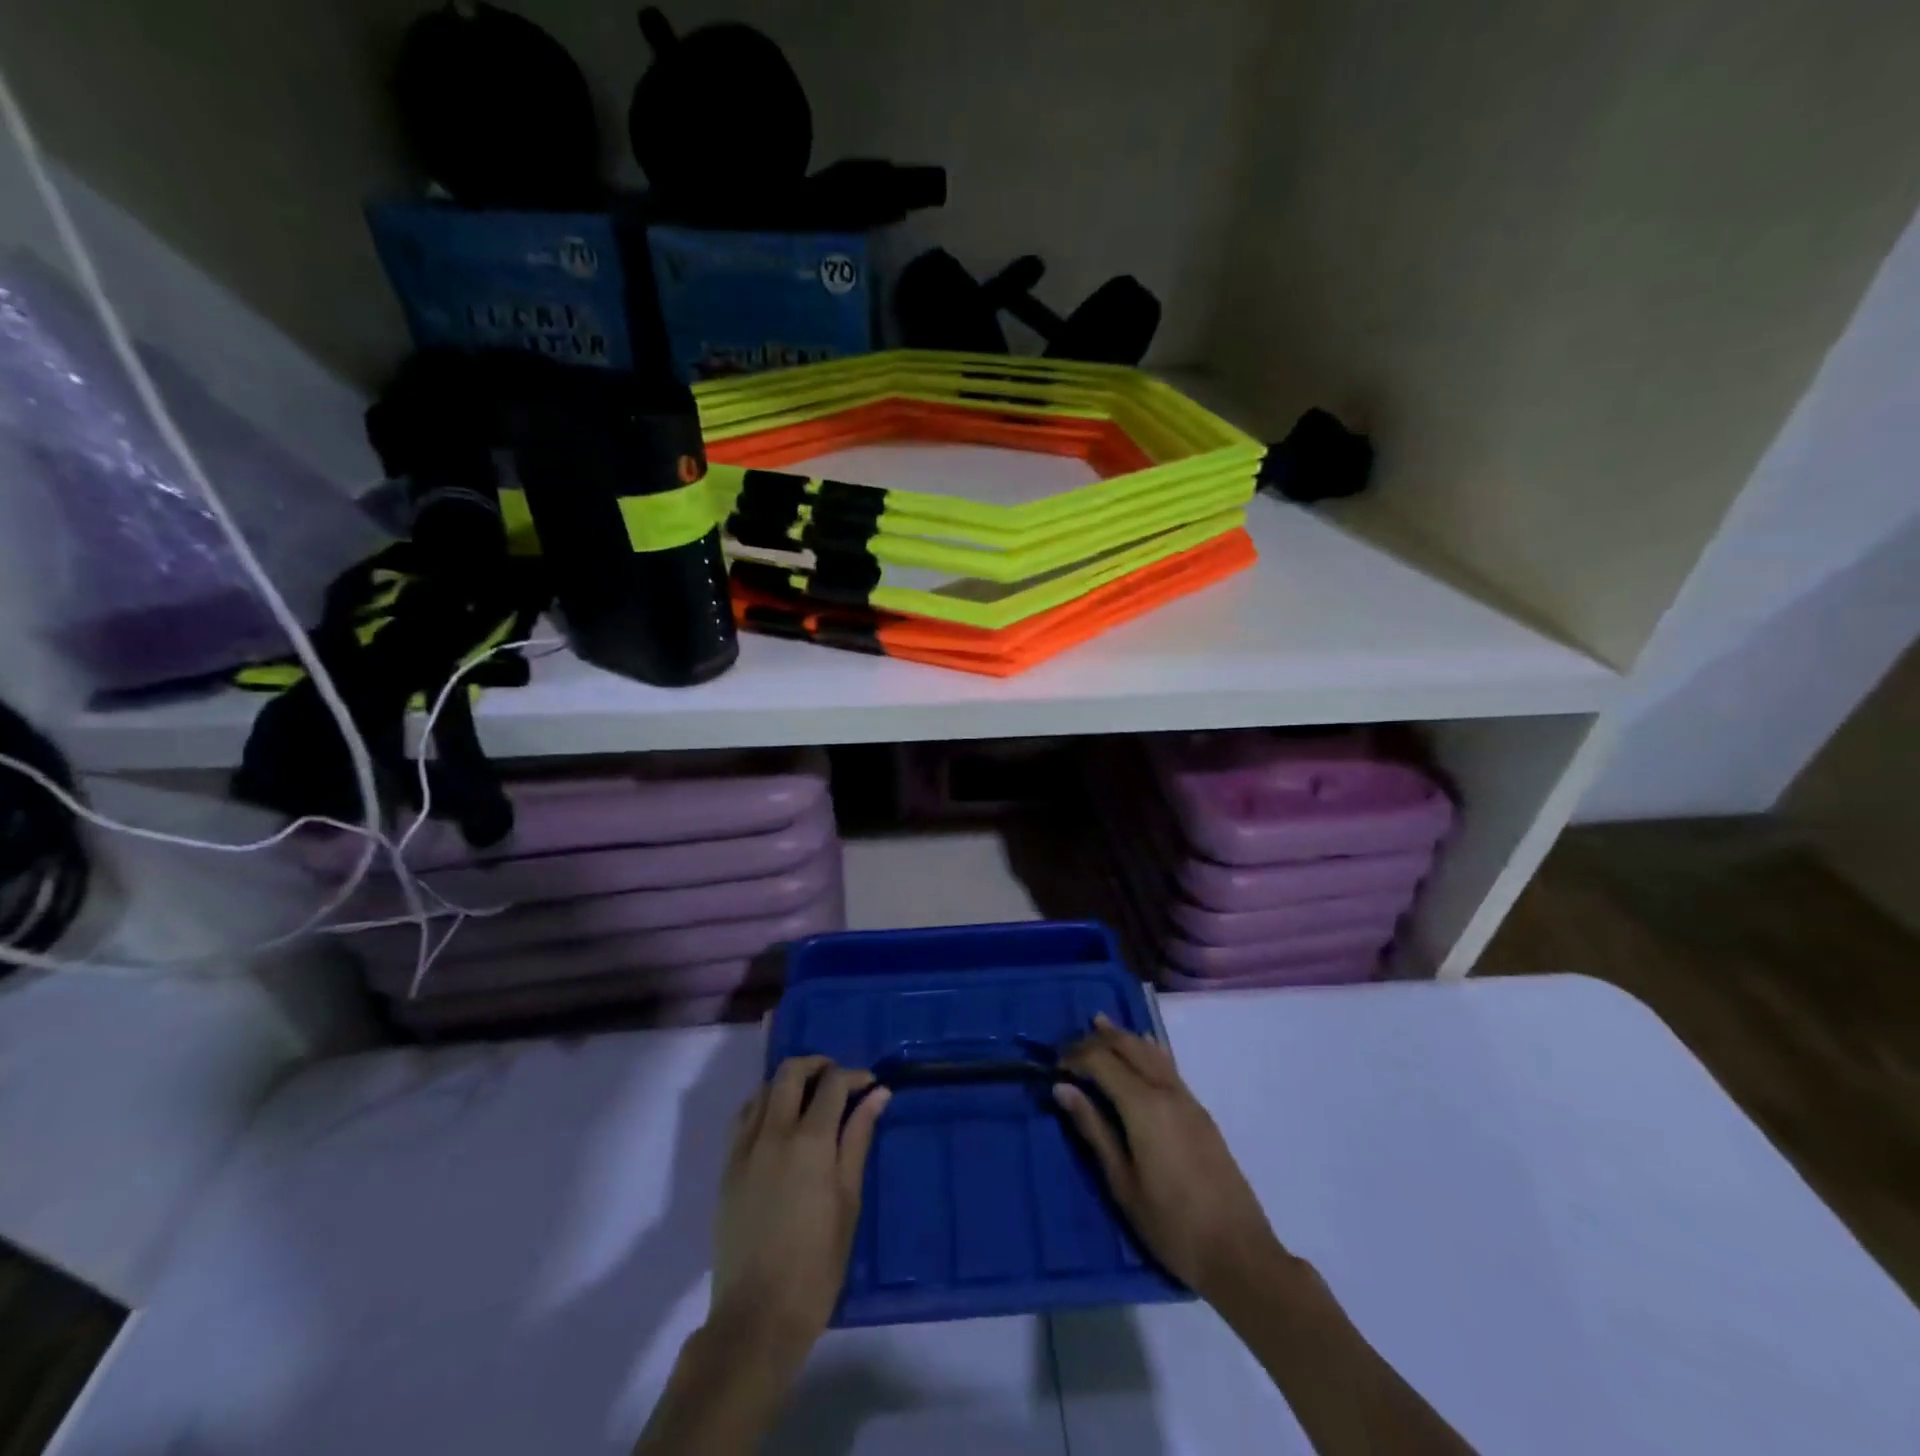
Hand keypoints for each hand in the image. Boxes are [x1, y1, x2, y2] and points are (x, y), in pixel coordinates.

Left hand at [708, 1056, 889, 1361]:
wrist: (757, 1318)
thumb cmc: (816, 1264)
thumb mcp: (848, 1201)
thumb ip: (858, 1139)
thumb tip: (877, 1095)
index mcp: (809, 1141)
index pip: (832, 1083)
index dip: (854, 1076)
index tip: (870, 1085)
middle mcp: (773, 1132)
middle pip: (790, 1071)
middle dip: (818, 1065)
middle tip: (839, 1082)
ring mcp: (744, 1148)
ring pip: (763, 1088)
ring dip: (789, 1083)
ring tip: (810, 1101)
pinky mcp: (727, 1167)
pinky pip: (743, 1116)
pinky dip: (763, 1104)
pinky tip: (778, 1123)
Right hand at [1055, 1014, 1283, 1301]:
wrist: (1239, 1253)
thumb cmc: (1171, 1225)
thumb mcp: (1122, 1183)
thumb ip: (1093, 1129)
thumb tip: (1063, 1088)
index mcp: (1143, 1105)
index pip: (1102, 1061)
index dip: (1075, 1056)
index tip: (1053, 1065)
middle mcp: (1166, 1091)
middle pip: (1127, 1047)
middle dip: (1097, 1040)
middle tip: (1070, 1045)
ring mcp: (1188, 1099)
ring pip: (1150, 1052)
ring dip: (1123, 1037)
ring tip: (1100, 1023)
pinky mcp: (1200, 1113)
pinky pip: (1168, 1066)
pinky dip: (1148, 1050)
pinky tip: (1145, 1046)